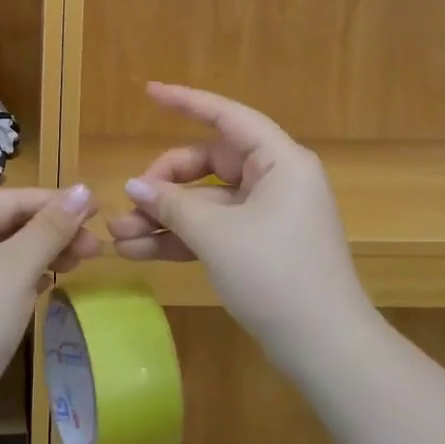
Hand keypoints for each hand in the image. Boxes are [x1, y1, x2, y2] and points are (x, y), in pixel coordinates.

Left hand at [0, 186, 100, 426]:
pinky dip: (24, 276)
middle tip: (95, 248)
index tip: (100, 210)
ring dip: (42, 255)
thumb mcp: (15, 269)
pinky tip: (50, 283)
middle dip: (52, 233)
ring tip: (81, 262)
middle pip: (7, 223)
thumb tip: (84, 189)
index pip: (11, 200)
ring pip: (4, 251)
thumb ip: (51, 228)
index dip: (57, 203)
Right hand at [107, 84, 368, 362]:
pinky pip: (212, 230)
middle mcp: (274, 180)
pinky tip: (139, 251)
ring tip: (118, 236)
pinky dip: (180, 238)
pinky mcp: (257, 246)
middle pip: (207, 163)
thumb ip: (172, 205)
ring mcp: (265, 215)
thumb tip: (133, 186)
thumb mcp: (217, 235)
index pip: (227, 117)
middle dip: (163, 183)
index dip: (186, 102)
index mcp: (279, 162)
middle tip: (128, 202)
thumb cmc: (276, 275)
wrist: (326, 350)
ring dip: (164, 217)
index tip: (149, 93)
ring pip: (204, 202)